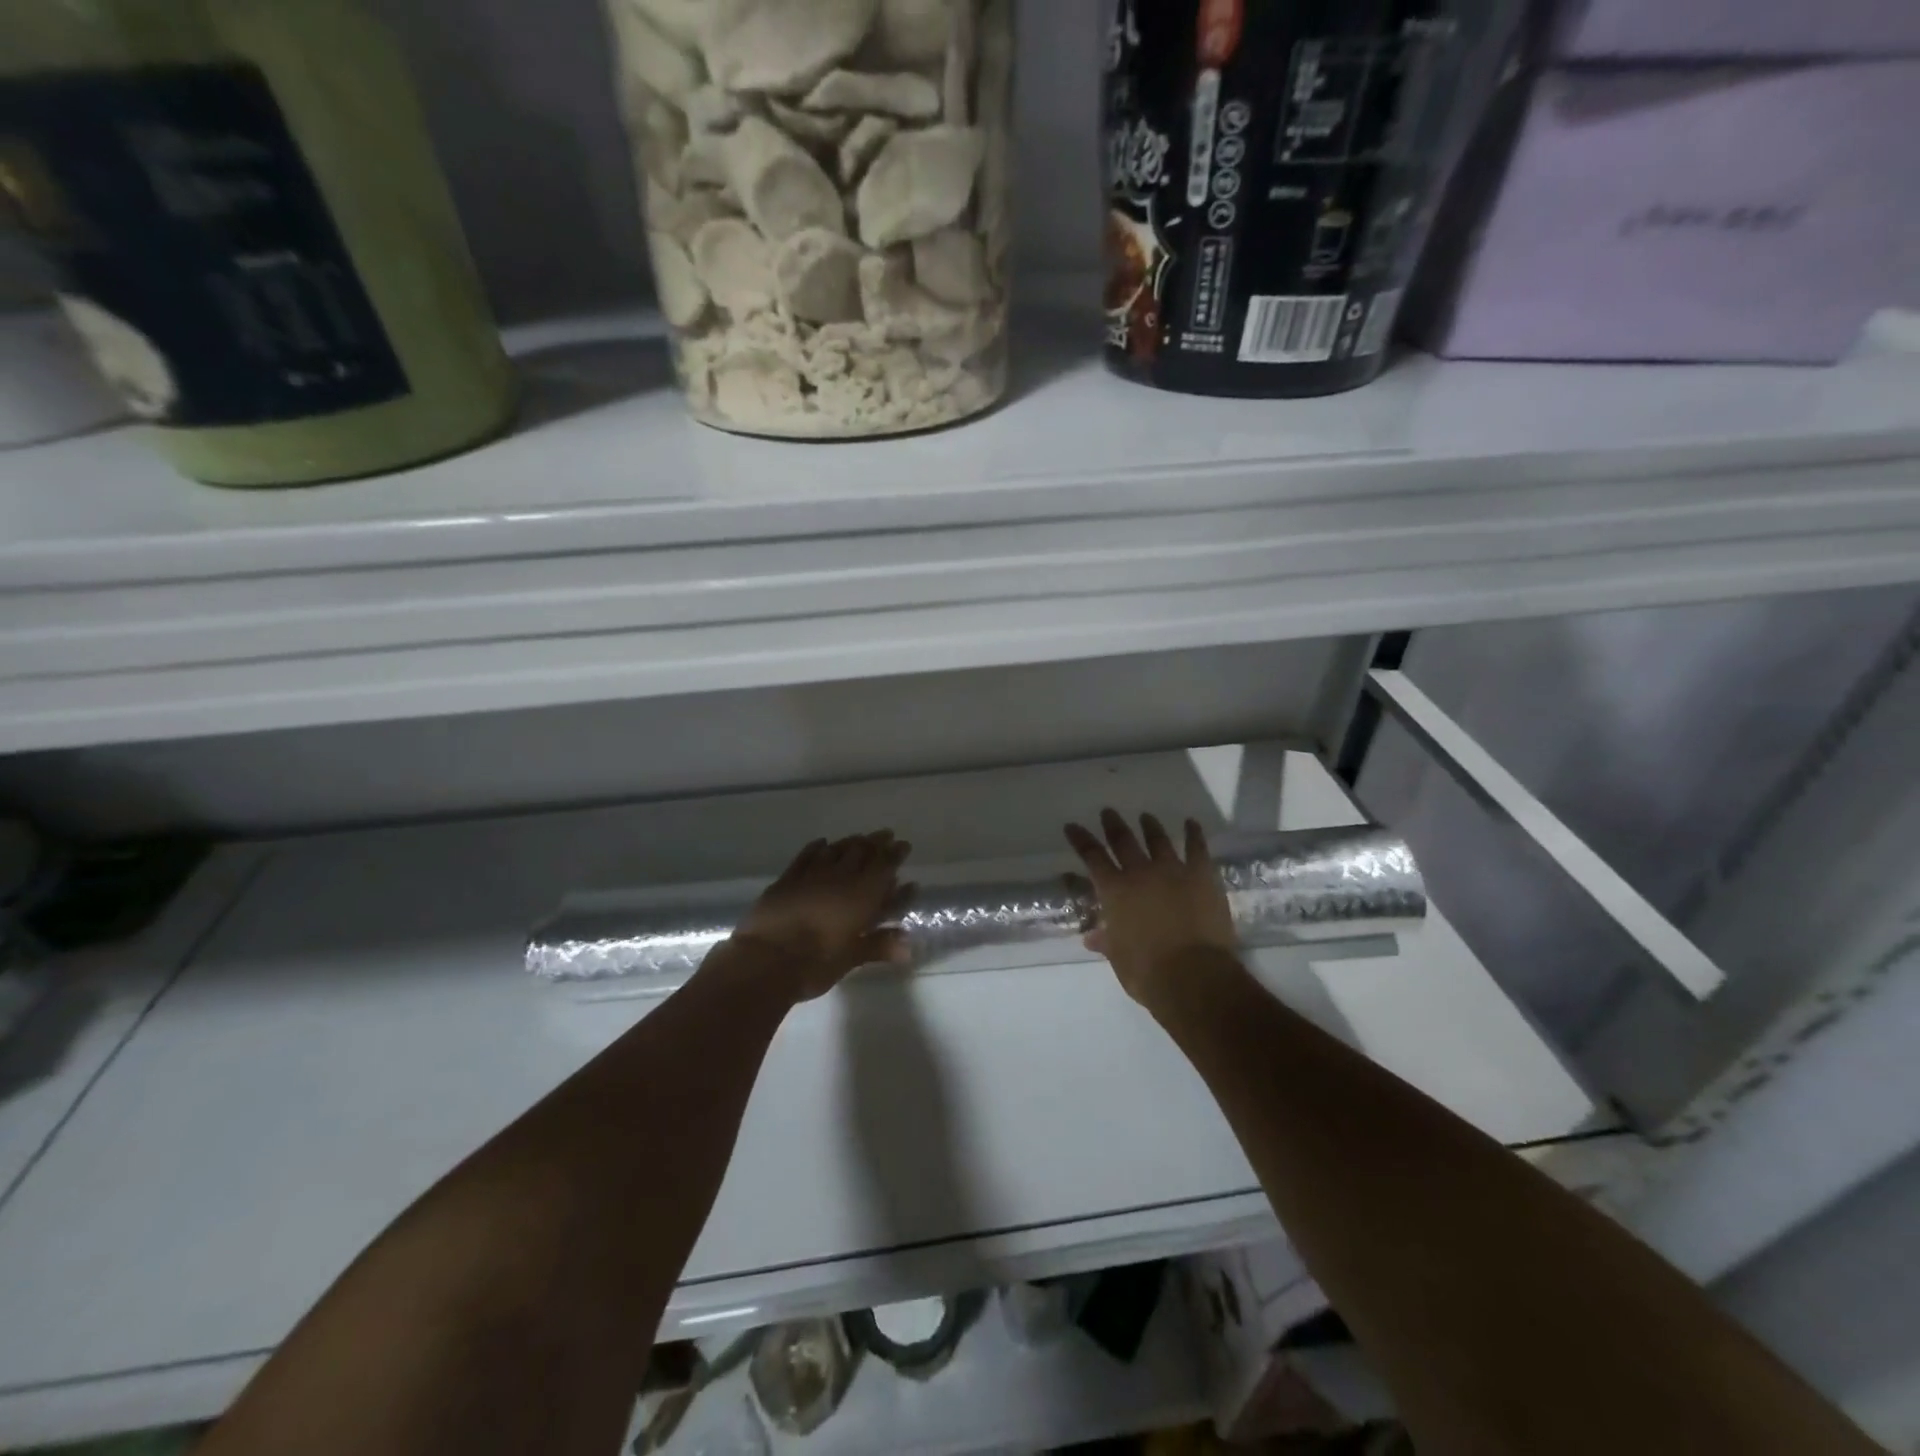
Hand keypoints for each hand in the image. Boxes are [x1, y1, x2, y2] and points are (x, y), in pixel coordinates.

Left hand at [731, 831, 913, 1000]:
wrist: (764, 960)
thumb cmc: (815, 963)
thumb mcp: (851, 958)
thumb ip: (879, 945)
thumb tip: (908, 947)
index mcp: (861, 895)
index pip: (884, 867)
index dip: (895, 854)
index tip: (903, 845)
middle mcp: (840, 878)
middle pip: (862, 852)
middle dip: (876, 843)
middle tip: (885, 835)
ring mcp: (811, 875)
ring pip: (836, 850)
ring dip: (851, 842)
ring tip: (859, 838)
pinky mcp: (787, 879)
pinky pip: (806, 856)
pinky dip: (817, 847)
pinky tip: (822, 843)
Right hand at [1064, 810, 1236, 1005]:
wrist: (1193, 976)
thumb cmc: (1147, 972)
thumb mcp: (1118, 958)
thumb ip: (1107, 941)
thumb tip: (1093, 937)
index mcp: (1114, 891)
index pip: (1092, 857)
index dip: (1081, 840)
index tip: (1072, 826)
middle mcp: (1140, 873)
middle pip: (1123, 840)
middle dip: (1113, 825)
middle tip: (1108, 812)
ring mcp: (1173, 870)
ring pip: (1158, 839)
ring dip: (1150, 826)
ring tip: (1145, 817)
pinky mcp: (1202, 876)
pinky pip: (1197, 848)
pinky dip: (1194, 834)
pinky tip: (1191, 823)